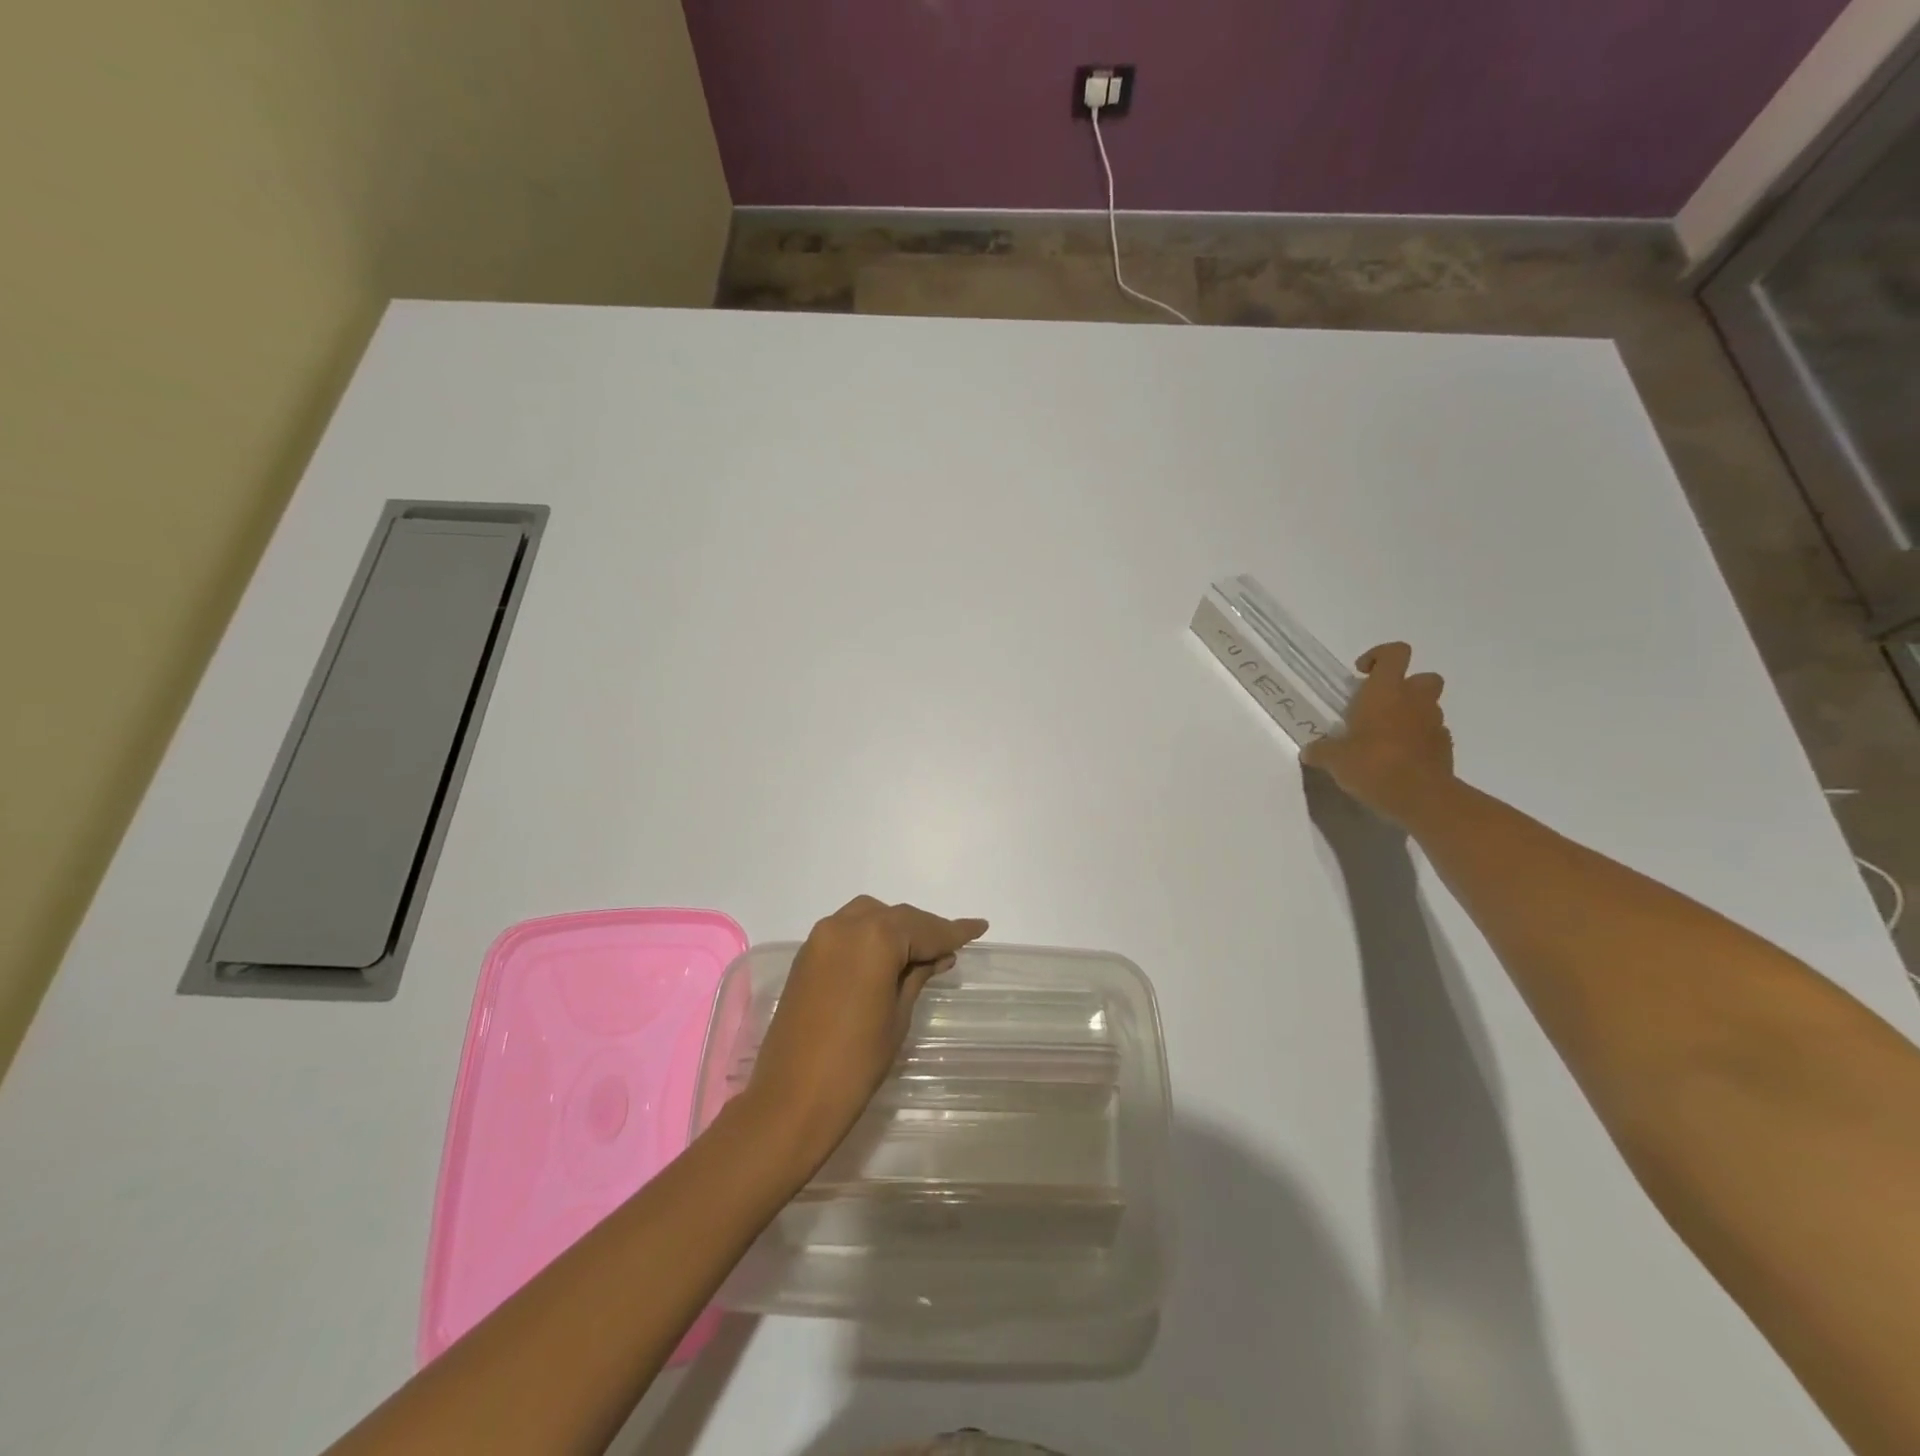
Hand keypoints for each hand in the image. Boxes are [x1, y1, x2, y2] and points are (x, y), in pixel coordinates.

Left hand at [743, 896, 988, 1171]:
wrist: (791, 1100)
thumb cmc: (856, 1063)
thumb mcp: (898, 1017)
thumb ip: (917, 976)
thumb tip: (937, 955)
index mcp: (874, 938)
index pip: (924, 929)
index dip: (953, 931)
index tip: (979, 927)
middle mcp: (845, 925)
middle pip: (896, 918)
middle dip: (924, 930)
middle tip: (952, 946)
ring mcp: (820, 938)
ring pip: (870, 917)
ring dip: (896, 929)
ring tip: (920, 953)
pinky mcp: (806, 955)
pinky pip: (847, 931)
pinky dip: (871, 936)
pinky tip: (887, 957)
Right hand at [1301, 641, 1453, 821]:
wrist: (1422, 798)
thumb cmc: (1373, 765)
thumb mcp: (1334, 759)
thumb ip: (1321, 750)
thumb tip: (1310, 751)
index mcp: (1386, 691)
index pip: (1395, 653)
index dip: (1379, 656)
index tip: (1361, 673)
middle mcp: (1415, 700)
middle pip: (1422, 677)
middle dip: (1405, 686)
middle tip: (1379, 706)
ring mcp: (1435, 724)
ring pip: (1428, 707)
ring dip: (1410, 715)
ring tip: (1384, 738)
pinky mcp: (1445, 748)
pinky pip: (1432, 735)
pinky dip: (1418, 740)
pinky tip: (1399, 759)